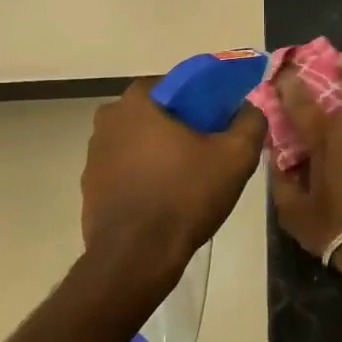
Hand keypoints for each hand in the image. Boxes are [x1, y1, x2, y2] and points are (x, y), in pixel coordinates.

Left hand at [81, 80, 265, 290]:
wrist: (136, 258)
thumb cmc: (185, 196)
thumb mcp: (235, 156)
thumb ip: (250, 121)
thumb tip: (251, 107)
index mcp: (137, 102)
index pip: (174, 84)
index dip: (201, 99)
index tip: (219, 120)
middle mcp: (108, 120)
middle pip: (155, 113)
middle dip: (180, 125)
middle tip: (208, 148)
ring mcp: (94, 156)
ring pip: (138, 142)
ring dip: (160, 152)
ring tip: (189, 177)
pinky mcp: (90, 187)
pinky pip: (125, 170)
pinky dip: (144, 176)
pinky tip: (165, 198)